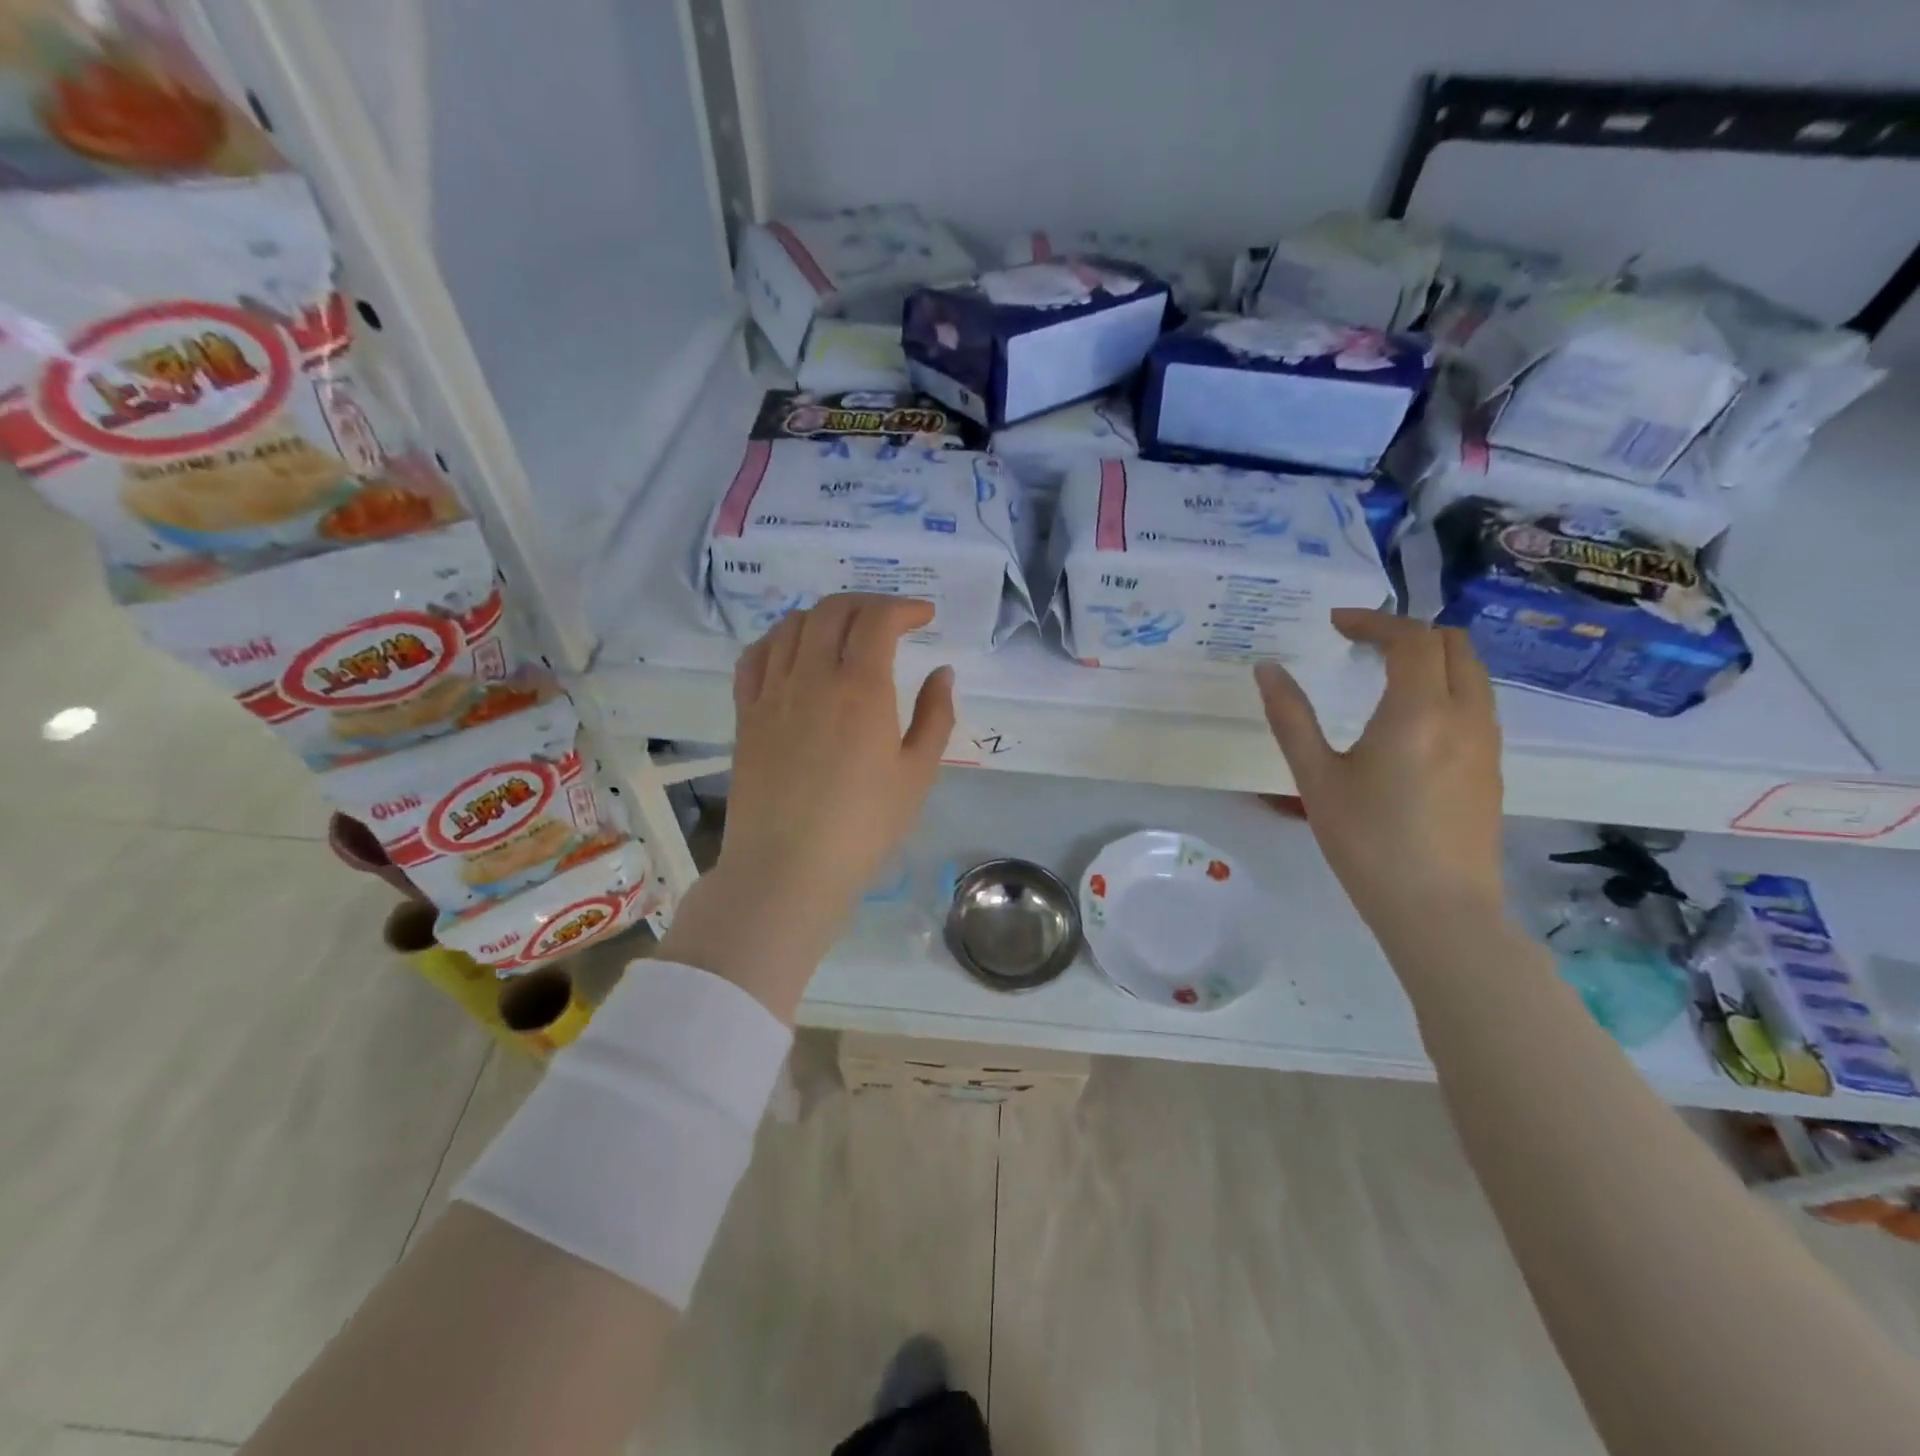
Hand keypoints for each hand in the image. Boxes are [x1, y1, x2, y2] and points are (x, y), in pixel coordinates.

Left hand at [658, 594, 954, 1019]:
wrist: (788, 869)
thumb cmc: (864, 826)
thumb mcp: (918, 774)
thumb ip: (935, 715)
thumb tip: (941, 672)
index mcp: (860, 688)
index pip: (877, 619)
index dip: (904, 607)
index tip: (924, 617)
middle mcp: (811, 676)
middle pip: (833, 610)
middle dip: (867, 603)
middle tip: (891, 620)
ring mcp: (772, 693)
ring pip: (792, 625)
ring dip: (824, 615)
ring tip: (846, 631)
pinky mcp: (746, 714)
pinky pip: (756, 656)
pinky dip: (779, 638)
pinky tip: (793, 650)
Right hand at [1254, 610, 1504, 940]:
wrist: (1438, 909)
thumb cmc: (1367, 841)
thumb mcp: (1316, 778)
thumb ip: (1291, 718)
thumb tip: (1267, 668)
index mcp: (1418, 710)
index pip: (1410, 638)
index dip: (1372, 621)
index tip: (1335, 625)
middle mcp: (1464, 715)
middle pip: (1452, 644)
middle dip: (1407, 632)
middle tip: (1360, 645)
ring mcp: (1486, 742)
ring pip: (1471, 673)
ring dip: (1431, 659)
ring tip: (1383, 677)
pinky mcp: (1492, 768)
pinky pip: (1475, 704)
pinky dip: (1445, 688)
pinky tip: (1410, 722)